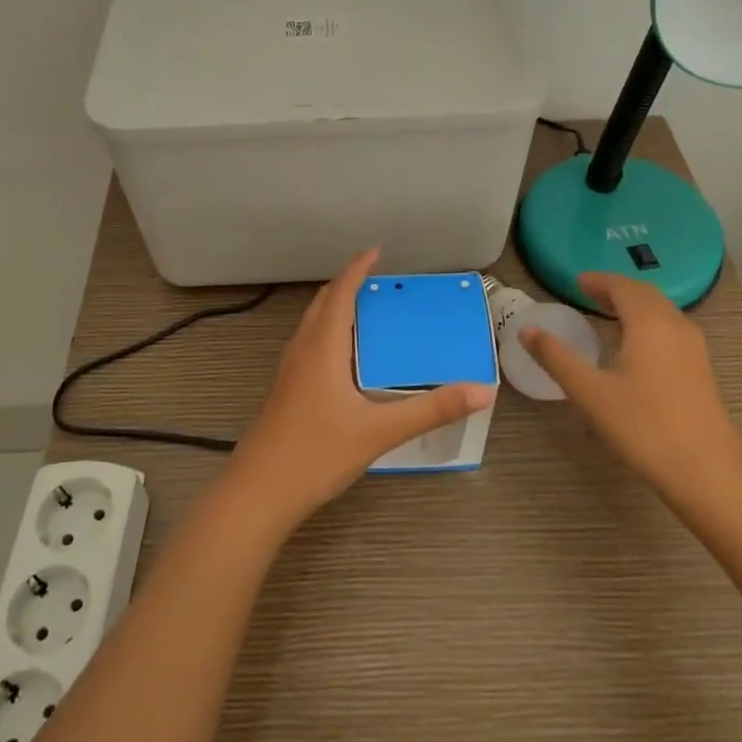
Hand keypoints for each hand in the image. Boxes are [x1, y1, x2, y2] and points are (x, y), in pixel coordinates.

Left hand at [223, 249, 493, 532]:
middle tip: (380, 283)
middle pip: (323, 303)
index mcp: (322, 347)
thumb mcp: (380, 431)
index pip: (341, 293)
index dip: (358, 268)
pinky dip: (330, 333)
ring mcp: (289, 370)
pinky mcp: (286, 390)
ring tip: (368, 314)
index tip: (377, 250)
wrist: (260, 491)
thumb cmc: (317, 452)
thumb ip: (431, 410)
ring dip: (337, 308)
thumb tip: (481, 391)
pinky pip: (310, 344)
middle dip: (348, 285)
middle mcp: (302, 349)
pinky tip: (347, 360)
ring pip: (313, 324)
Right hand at [518, 272, 741, 516]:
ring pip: (662, 312)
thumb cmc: (643, 427)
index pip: (622, 287)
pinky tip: (635, 347)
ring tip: (607, 316)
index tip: (576, 281)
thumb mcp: (590, 392)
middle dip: (616, 290)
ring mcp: (695, 349)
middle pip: (645, 294)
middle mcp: (676, 326)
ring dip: (634, 306)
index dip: (598, 281)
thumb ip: (556, 357)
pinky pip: (671, 330)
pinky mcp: (702, 370)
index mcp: (649, 323)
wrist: (706, 472)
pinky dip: (649, 324)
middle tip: (588, 294)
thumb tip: (526, 330)